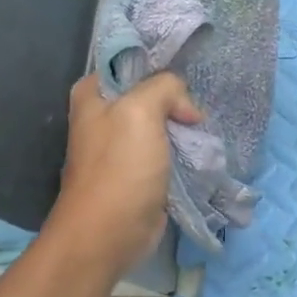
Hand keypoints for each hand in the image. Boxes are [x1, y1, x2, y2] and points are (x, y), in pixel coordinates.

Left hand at [46, 72, 203, 272]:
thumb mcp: (141, 110)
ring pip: (163, 124)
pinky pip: (168, 151)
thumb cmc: (120, 168)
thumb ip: (165, 88)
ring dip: (184, 127)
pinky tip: (200, 152)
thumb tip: (187, 108)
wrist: (110, 232)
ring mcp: (122, 147)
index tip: (185, 85)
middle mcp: (104, 117)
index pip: (131, 64)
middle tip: (197, 113)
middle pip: (151, 94)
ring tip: (203, 131)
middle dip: (178, 101)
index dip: (160, 69)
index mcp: (93, 94)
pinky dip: (184, 151)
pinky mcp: (140, 172)